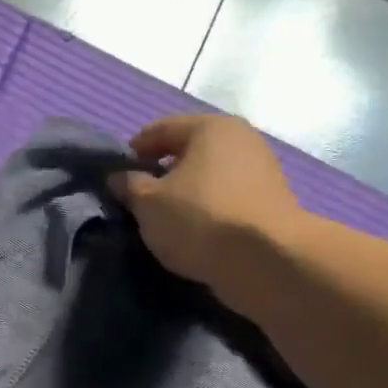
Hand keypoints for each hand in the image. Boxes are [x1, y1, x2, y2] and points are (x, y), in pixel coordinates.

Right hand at [109, 114, 308, 311]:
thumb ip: (129, 186)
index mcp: (210, 127)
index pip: (161, 129)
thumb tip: (118, 177)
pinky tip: (192, 230)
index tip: (117, 174)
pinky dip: (206, 209)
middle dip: (162, 171)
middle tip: (138, 197)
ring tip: (164, 217)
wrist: (266, 259)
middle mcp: (241, 139)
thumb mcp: (148, 203)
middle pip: (189, 150)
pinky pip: (225, 198)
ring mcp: (261, 170)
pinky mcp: (270, 203)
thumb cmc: (199, 218)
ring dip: (185, 192)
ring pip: (209, 176)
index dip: (135, 149)